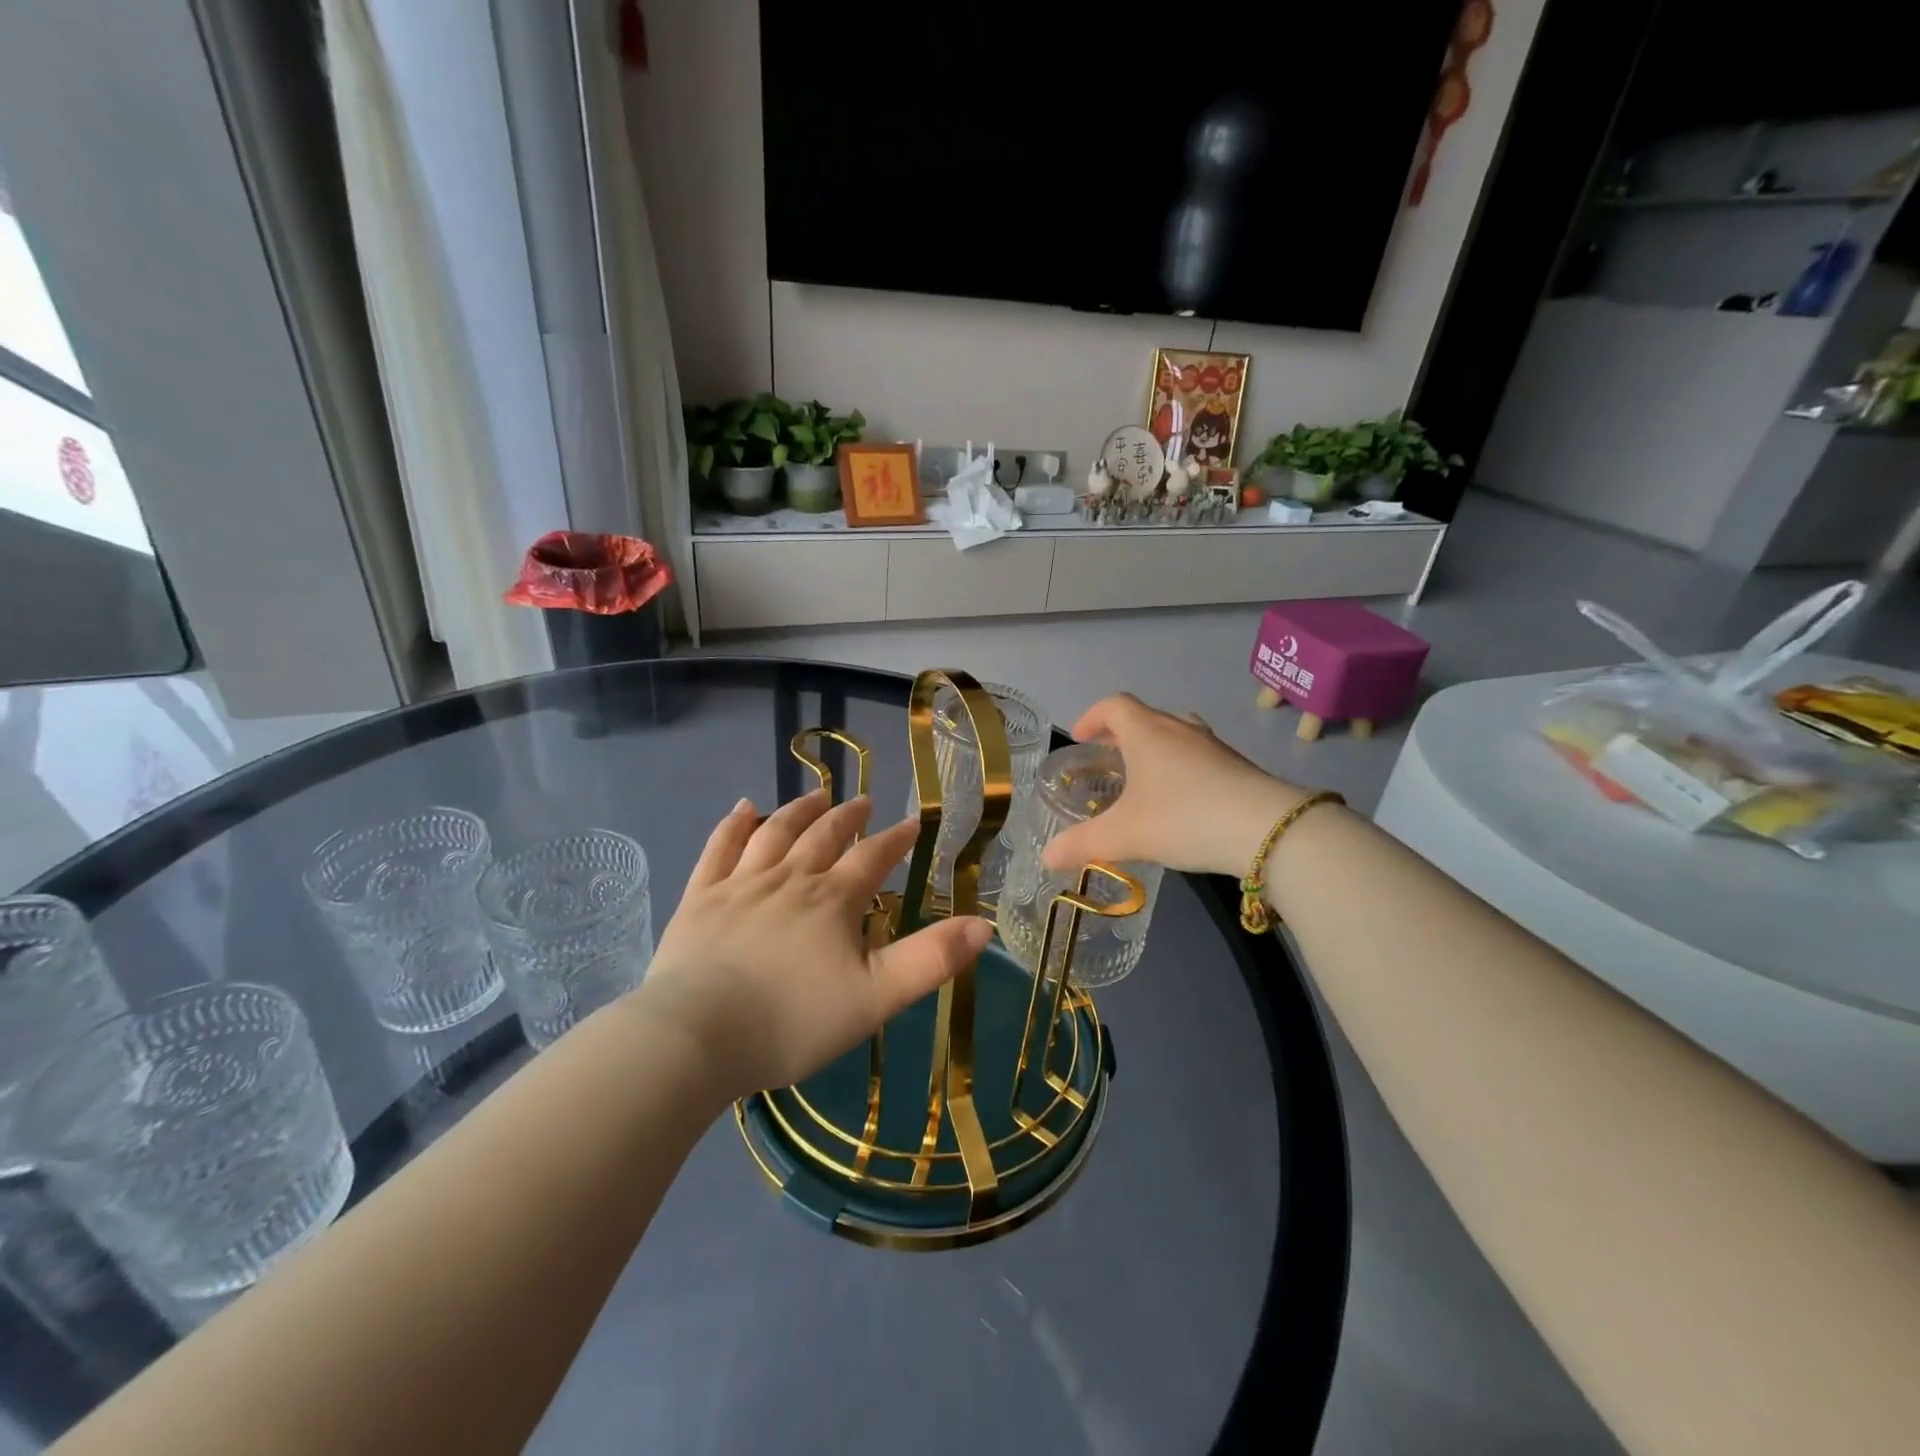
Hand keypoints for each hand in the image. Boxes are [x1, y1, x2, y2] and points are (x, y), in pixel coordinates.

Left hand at [634, 791, 993, 1103]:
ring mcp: (741, 884)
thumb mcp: (876, 998)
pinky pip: (719, 848)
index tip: (912, 823)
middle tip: (862, 801)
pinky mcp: (700, 898)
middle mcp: (790, 878)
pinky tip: (743, 808)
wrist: (698, 1037)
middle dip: (848, 817)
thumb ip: (931, 960)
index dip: (896, 839)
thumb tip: (984, 925)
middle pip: (824, 836)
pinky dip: (734, 824)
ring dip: (798, 811)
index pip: (873, 858)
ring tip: (815, 796)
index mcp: (833, 900)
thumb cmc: (793, 1022)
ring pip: (775, 832)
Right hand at [1041, 694, 1306, 878]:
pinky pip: (1198, 755)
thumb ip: (1082, 844)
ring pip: (1175, 734)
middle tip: (1107, 759)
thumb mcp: (1125, 835)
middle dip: (1121, 734)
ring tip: (1143, 778)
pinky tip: (1180, 801)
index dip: (1092, 717)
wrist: (1266, 829)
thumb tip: (1046, 858)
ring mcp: (1212, 746)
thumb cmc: (1183, 817)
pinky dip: (1180, 766)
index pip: (1114, 705)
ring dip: (1154, 748)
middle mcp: (1178, 729)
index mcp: (1146, 732)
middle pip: (1145, 716)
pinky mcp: (1237, 766)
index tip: (1080, 737)